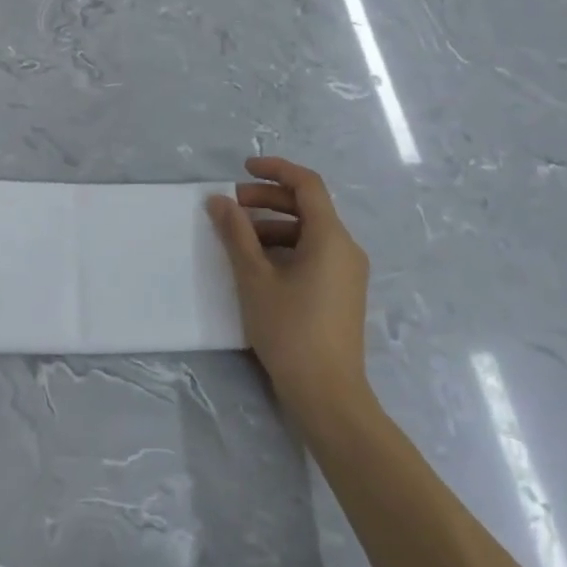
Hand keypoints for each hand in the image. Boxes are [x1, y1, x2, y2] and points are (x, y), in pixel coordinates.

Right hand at [206, 157, 370, 421]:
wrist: (328, 396)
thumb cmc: (290, 331)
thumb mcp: (255, 278)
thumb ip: (236, 234)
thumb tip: (218, 200)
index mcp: (331, 237)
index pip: (307, 184)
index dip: (275, 170)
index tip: (243, 169)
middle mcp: (346, 248)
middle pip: (308, 206)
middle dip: (268, 199)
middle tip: (232, 205)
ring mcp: (348, 272)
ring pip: (310, 232)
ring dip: (274, 225)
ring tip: (239, 238)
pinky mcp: (342, 293)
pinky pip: (315, 253)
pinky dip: (286, 247)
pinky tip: (259, 265)